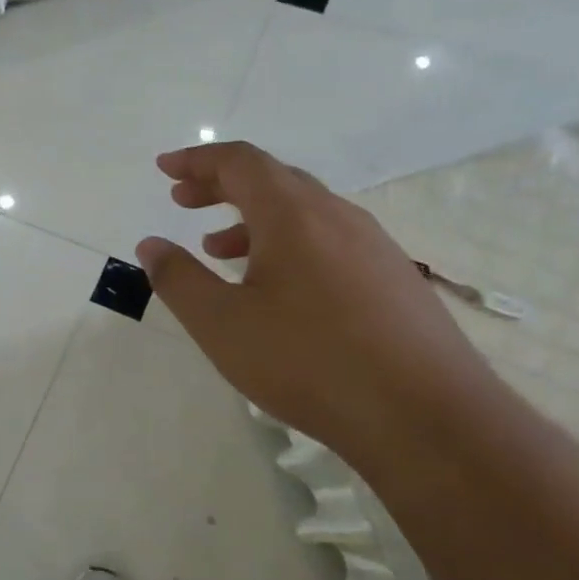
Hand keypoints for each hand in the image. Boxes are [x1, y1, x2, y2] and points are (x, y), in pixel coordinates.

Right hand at [136, 142, 499, 455]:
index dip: (197, 160)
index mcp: (293, 214)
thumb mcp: (222, 324)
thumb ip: (178, 279)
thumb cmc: (309, 362)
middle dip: (221, 185)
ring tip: (218, 249)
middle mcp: (337, 216)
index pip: (240, 161)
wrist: (427, 419)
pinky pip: (329, 240)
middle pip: (272, 179)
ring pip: (303, 211)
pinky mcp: (394, 279)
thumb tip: (151, 245)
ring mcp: (373, 246)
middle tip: (183, 202)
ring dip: (253, 218)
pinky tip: (277, 287)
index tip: (165, 169)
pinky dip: (288, 243)